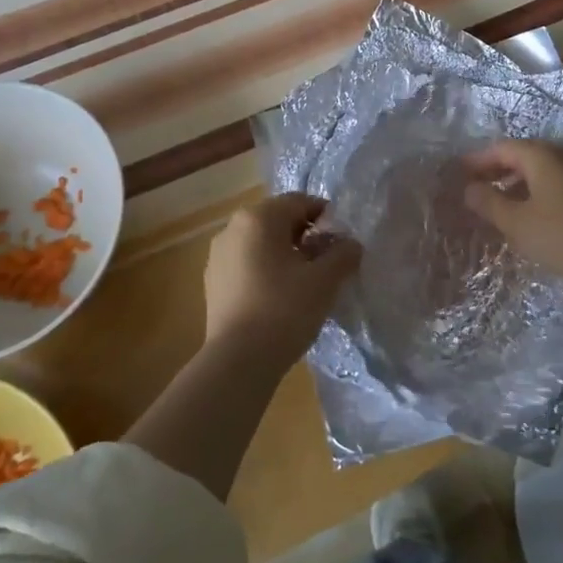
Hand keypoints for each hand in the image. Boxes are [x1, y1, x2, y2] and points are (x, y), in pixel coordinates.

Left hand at [204, 193, 361, 364]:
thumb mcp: (325, 280)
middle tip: (326, 263)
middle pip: (278, 220)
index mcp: (258, 217)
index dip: (326, 218)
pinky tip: (279, 298)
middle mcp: (232, 227)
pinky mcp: (212, 281)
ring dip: (285, 253)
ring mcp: (218, 255)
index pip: (300, 202)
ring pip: (260, 243)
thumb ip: (343, 254)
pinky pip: (246, 264)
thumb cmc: (284, 309)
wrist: (238, 360)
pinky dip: (265, 270)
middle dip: (305, 236)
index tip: (341, 243)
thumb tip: (350, 244)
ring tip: (304, 283)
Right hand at [461, 139, 562, 287]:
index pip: (500, 148)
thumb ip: (488, 203)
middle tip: (474, 187)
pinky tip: (530, 215)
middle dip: (496, 170)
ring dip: (516, 183)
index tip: (457, 173)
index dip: (477, 160)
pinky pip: (555, 185)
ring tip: (498, 203)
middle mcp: (562, 156)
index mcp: (541, 155)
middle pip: (522, 156)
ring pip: (540, 171)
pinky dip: (535, 193)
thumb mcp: (517, 223)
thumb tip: (468, 189)